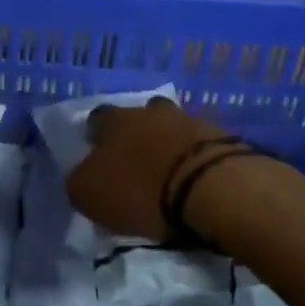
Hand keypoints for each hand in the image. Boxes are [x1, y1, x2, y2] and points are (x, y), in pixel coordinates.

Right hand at [65, 96, 232, 240]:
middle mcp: (151, 111)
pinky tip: (196, 181)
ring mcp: (191, 121)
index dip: (96, 136)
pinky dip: (197, 160)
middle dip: (138, 134)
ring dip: (170, 146)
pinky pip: (202, 146)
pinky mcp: (224, 139)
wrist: (212, 189)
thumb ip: (80, 180)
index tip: (98, 155)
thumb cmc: (142, 189)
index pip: (97, 118)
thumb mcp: (90, 194)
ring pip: (174, 128)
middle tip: (138, 162)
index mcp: (116, 120)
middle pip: (140, 116)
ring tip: (171, 174)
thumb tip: (82, 176)